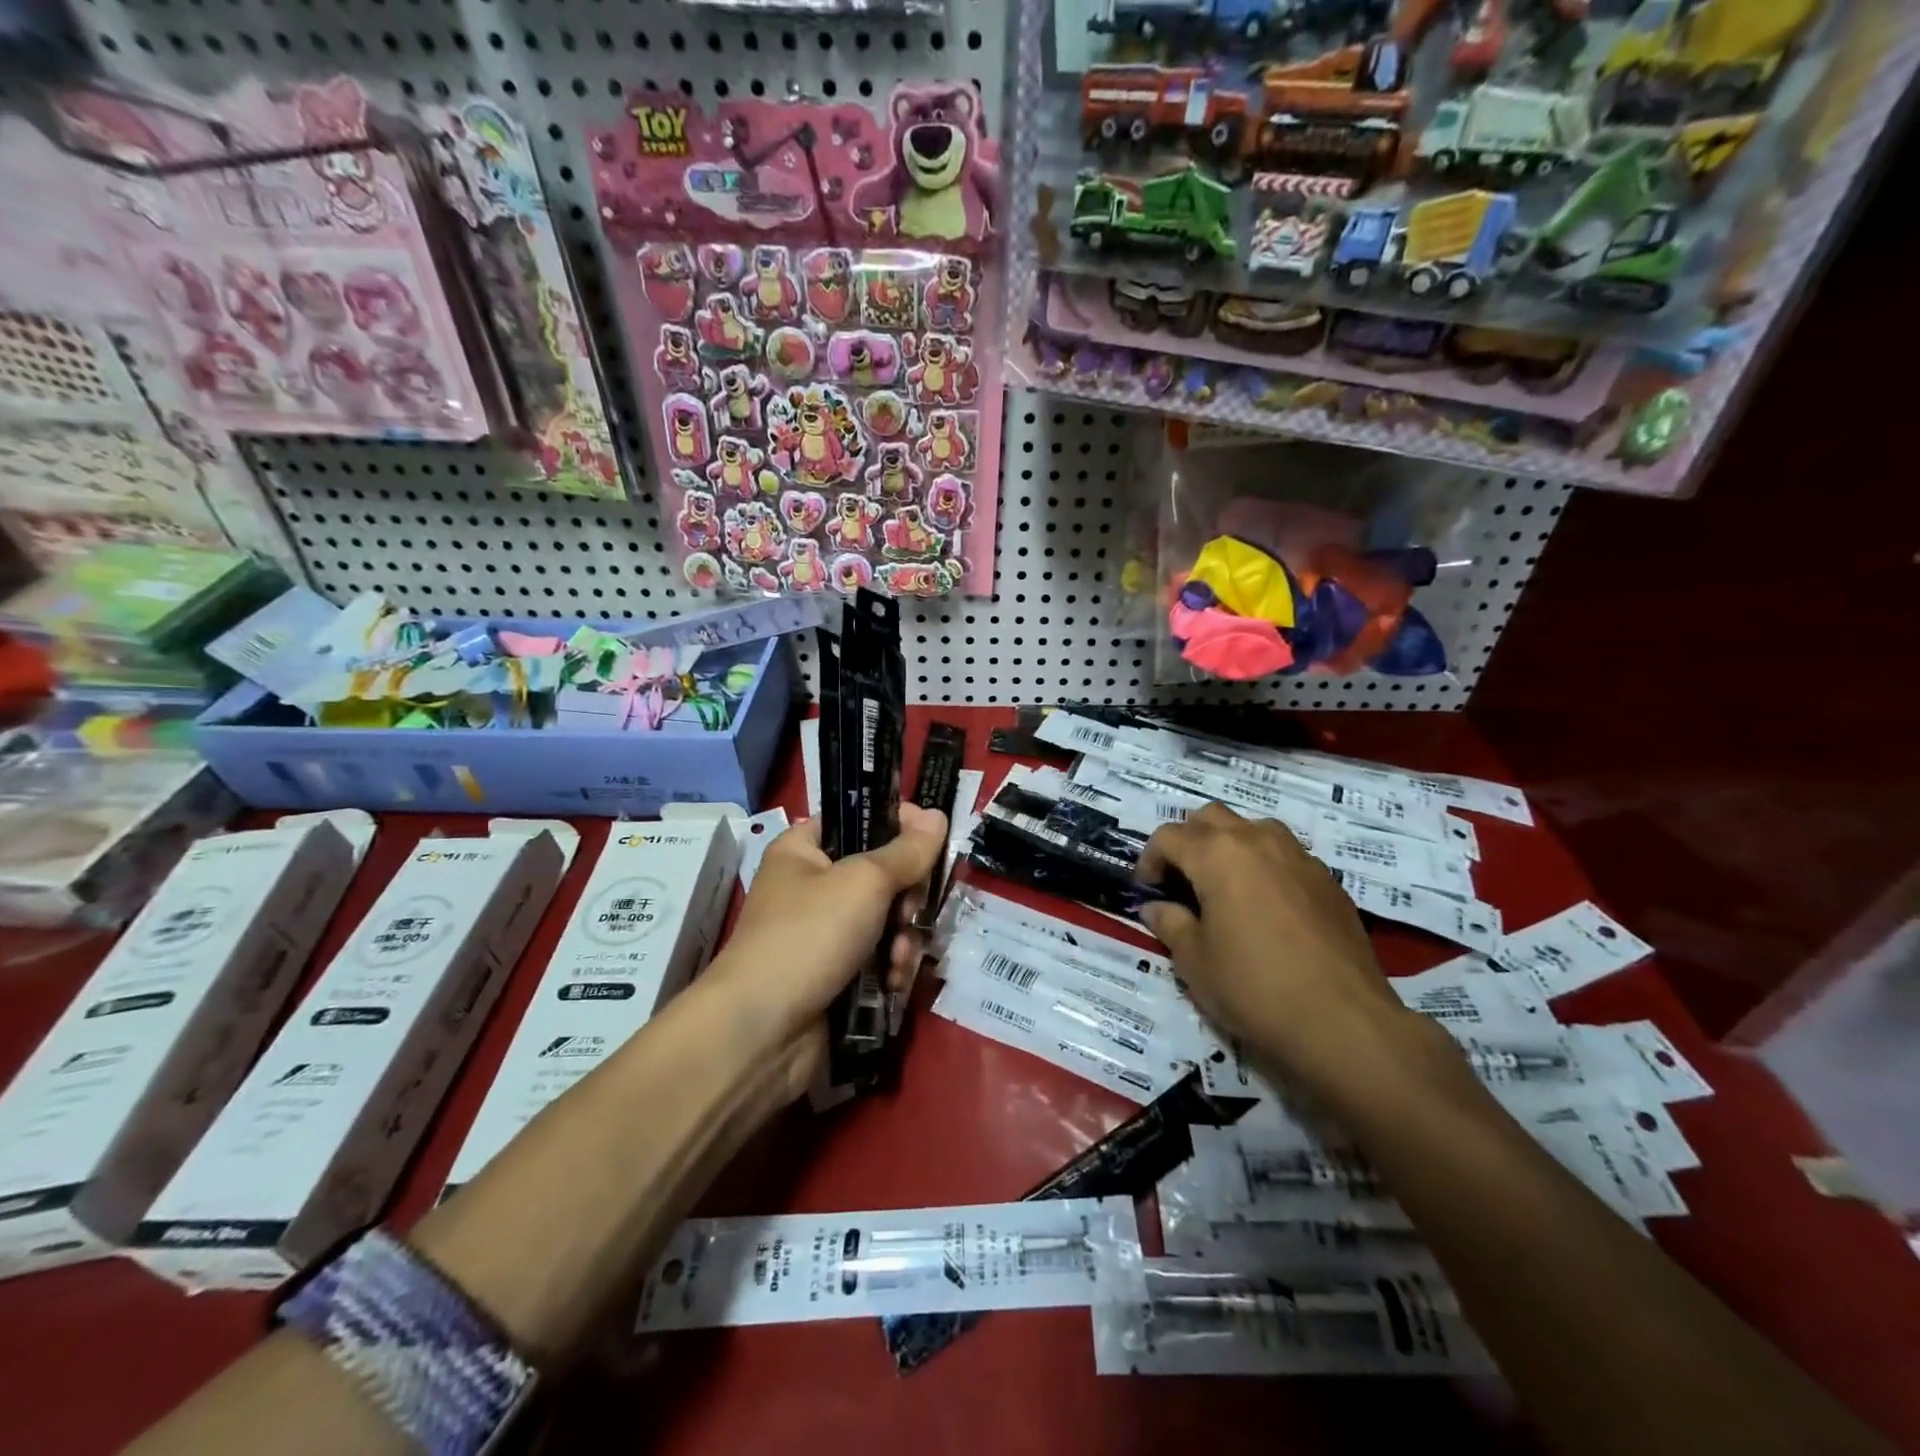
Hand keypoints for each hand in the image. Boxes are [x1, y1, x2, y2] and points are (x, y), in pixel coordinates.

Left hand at [712, 803, 947, 1042]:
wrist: (763, 1032)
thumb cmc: (809, 935)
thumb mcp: (864, 881)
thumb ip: (907, 850)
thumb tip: (937, 814)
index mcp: (804, 850)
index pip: (858, 820)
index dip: (897, 824)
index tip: (931, 839)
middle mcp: (812, 887)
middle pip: (881, 874)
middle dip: (906, 896)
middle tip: (910, 911)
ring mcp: (824, 934)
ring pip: (887, 919)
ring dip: (903, 938)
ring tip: (899, 958)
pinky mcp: (836, 975)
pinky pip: (879, 957)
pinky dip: (891, 967)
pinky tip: (893, 982)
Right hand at [1136, 803, 1425, 1099]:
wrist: (1343, 1022)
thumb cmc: (1254, 988)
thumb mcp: (1194, 962)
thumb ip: (1171, 924)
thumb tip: (1157, 908)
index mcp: (1217, 855)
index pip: (1168, 836)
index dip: (1149, 860)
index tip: (1148, 891)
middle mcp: (1257, 841)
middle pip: (1210, 817)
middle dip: (1189, 841)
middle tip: (1183, 881)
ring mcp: (1299, 857)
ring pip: (1254, 828)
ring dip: (1231, 846)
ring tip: (1227, 887)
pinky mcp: (1329, 881)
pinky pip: (1287, 856)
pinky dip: (1267, 867)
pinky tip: (1269, 909)